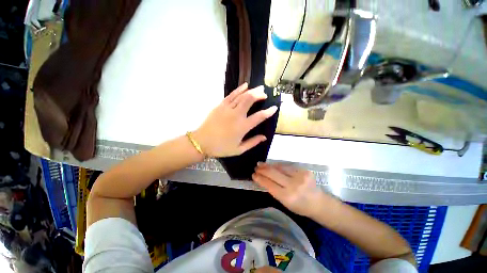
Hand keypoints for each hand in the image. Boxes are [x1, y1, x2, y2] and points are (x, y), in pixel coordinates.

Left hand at [193, 83, 277, 157]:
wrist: (202, 142)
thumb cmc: (221, 147)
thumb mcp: (239, 149)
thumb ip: (252, 142)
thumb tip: (264, 137)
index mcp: (242, 127)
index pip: (259, 117)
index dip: (269, 112)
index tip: (274, 108)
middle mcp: (237, 115)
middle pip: (250, 100)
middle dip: (259, 95)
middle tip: (265, 95)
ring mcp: (228, 109)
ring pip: (242, 95)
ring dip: (252, 91)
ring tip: (259, 88)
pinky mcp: (220, 105)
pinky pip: (231, 95)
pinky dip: (239, 89)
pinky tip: (245, 85)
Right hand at [253, 163, 325, 216]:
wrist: (318, 203)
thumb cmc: (300, 206)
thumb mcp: (284, 203)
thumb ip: (274, 190)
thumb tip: (263, 179)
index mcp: (288, 197)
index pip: (269, 184)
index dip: (260, 179)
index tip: (253, 175)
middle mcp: (294, 185)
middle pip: (273, 173)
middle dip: (262, 170)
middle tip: (256, 167)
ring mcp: (300, 176)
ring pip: (279, 167)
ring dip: (268, 165)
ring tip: (261, 164)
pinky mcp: (304, 170)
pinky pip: (287, 166)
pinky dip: (278, 165)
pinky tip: (272, 165)